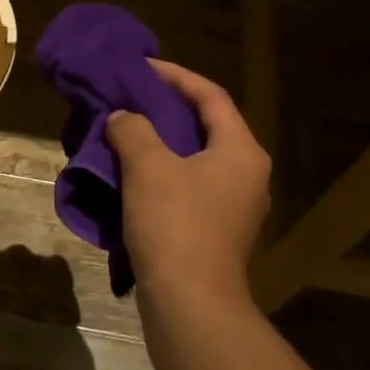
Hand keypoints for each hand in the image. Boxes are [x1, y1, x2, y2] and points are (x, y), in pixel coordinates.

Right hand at [107, 60, 270, 301]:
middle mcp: (247, 175)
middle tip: (130, 100)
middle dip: (166, 111)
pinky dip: (161, 176)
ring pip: (195, 161)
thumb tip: (122, 118)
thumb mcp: (148, 167)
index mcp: (241, 151)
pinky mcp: (216, 233)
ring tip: (124, 136)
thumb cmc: (175, 224)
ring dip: (160, 146)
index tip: (141, 67)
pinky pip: (188, 189)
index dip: (175, 76)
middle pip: (206, 128)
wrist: (190, 302)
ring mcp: (234, 207)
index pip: (211, 97)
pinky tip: (130, 179)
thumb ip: (133, 130)